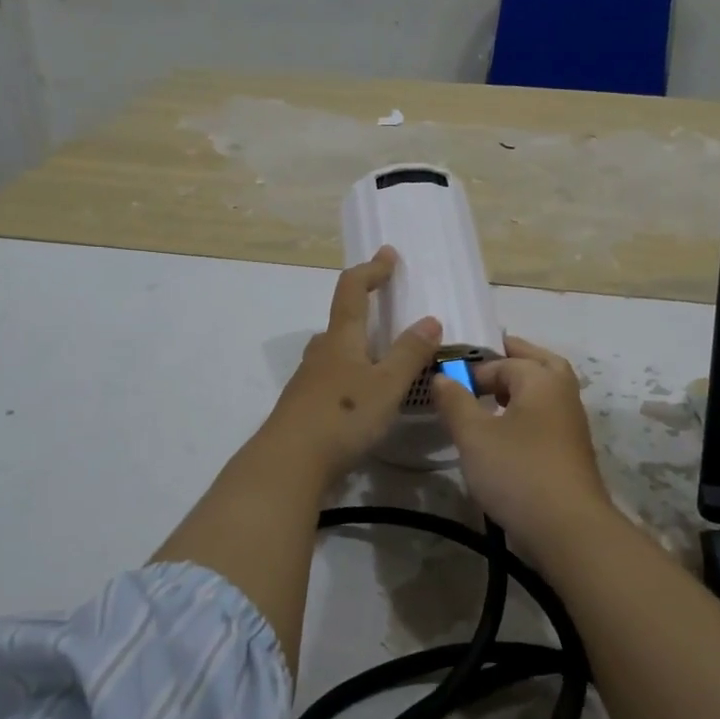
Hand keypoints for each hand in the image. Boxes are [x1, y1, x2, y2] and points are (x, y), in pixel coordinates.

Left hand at [261, 247, 441, 480]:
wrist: (288, 463)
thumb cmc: (342, 416)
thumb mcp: (387, 385)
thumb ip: (409, 353)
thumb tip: (430, 319)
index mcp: (341, 338)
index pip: (352, 290)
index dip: (371, 270)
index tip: (387, 255)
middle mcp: (321, 352)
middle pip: (340, 320)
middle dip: (363, 308)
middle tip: (386, 310)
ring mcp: (308, 380)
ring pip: (334, 351)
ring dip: (356, 345)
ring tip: (381, 356)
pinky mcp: (304, 407)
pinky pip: (331, 378)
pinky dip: (350, 375)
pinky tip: (361, 397)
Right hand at [432, 335, 614, 552]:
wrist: (569, 529)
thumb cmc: (518, 472)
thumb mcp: (474, 436)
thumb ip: (455, 401)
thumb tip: (442, 376)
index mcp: (541, 380)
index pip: (503, 362)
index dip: (473, 370)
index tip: (447, 386)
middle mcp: (563, 393)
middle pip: (540, 362)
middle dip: (513, 358)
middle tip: (486, 361)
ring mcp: (572, 423)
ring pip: (548, 389)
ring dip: (523, 384)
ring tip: (493, 394)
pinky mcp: (572, 450)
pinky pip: (548, 414)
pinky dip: (529, 409)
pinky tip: (508, 428)